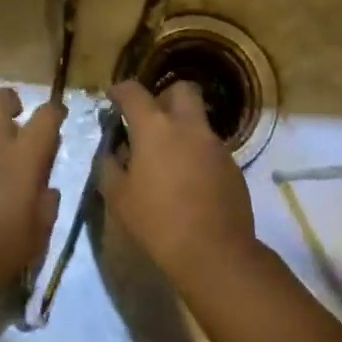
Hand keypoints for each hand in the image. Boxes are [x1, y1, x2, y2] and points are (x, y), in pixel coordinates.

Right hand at [98, 80, 255, 282]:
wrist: (214, 252)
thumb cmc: (157, 222)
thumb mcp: (119, 198)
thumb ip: (109, 167)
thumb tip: (111, 152)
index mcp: (155, 128)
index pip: (134, 92)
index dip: (121, 90)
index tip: (114, 98)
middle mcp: (188, 126)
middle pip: (181, 90)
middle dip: (165, 97)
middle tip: (151, 120)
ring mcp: (215, 144)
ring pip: (198, 121)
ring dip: (183, 129)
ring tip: (169, 160)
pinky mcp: (232, 165)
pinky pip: (211, 148)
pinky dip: (198, 155)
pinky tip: (190, 183)